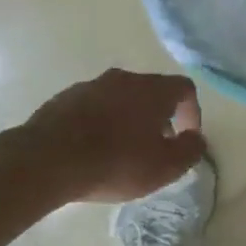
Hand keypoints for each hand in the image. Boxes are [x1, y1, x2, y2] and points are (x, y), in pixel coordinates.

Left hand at [27, 68, 207, 203]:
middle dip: (160, 117)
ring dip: (129, 118)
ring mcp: (91, 85)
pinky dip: (102, 122)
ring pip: (120, 98)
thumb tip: (196, 138)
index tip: (187, 138)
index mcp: (153, 90)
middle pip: (151, 91)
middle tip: (156, 146)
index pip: (185, 88)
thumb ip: (190, 151)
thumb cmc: (116, 162)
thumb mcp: (165, 167)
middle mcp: (124, 78)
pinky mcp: (64, 98)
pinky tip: (93, 149)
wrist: (49, 159)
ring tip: (123, 150)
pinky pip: (94, 106)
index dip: (192, 112)